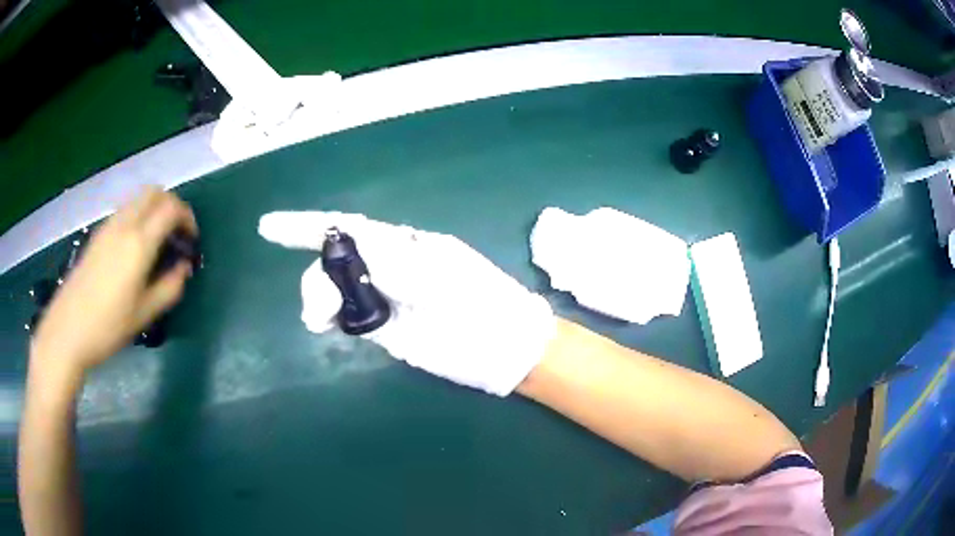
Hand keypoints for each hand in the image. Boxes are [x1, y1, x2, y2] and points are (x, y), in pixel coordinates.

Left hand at [31, 188, 197, 380]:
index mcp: (138, 244)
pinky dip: (138, 217)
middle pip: (154, 192)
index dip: (187, 218)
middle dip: (171, 205)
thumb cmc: (108, 327)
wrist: (68, 329)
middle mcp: (124, 225)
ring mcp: (108, 227)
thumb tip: (184, 268)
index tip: (191, 240)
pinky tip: (135, 247)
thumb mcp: (144, 314)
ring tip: (157, 241)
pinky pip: (125, 211)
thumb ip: (169, 288)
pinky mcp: (98, 234)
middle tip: (176, 233)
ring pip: (138, 199)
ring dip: (154, 209)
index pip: (171, 208)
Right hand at [259, 211, 554, 395]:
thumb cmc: (479, 301)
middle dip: (316, 276)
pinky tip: (324, 324)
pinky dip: (328, 317)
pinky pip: (345, 316)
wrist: (503, 346)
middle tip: (320, 305)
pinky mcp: (382, 328)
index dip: (305, 226)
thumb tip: (345, 251)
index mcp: (401, 243)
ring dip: (318, 297)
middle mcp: (387, 266)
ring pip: (334, 289)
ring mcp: (383, 298)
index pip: (346, 228)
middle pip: (333, 260)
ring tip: (322, 318)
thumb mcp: (436, 272)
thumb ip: (387, 259)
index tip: (268, 227)